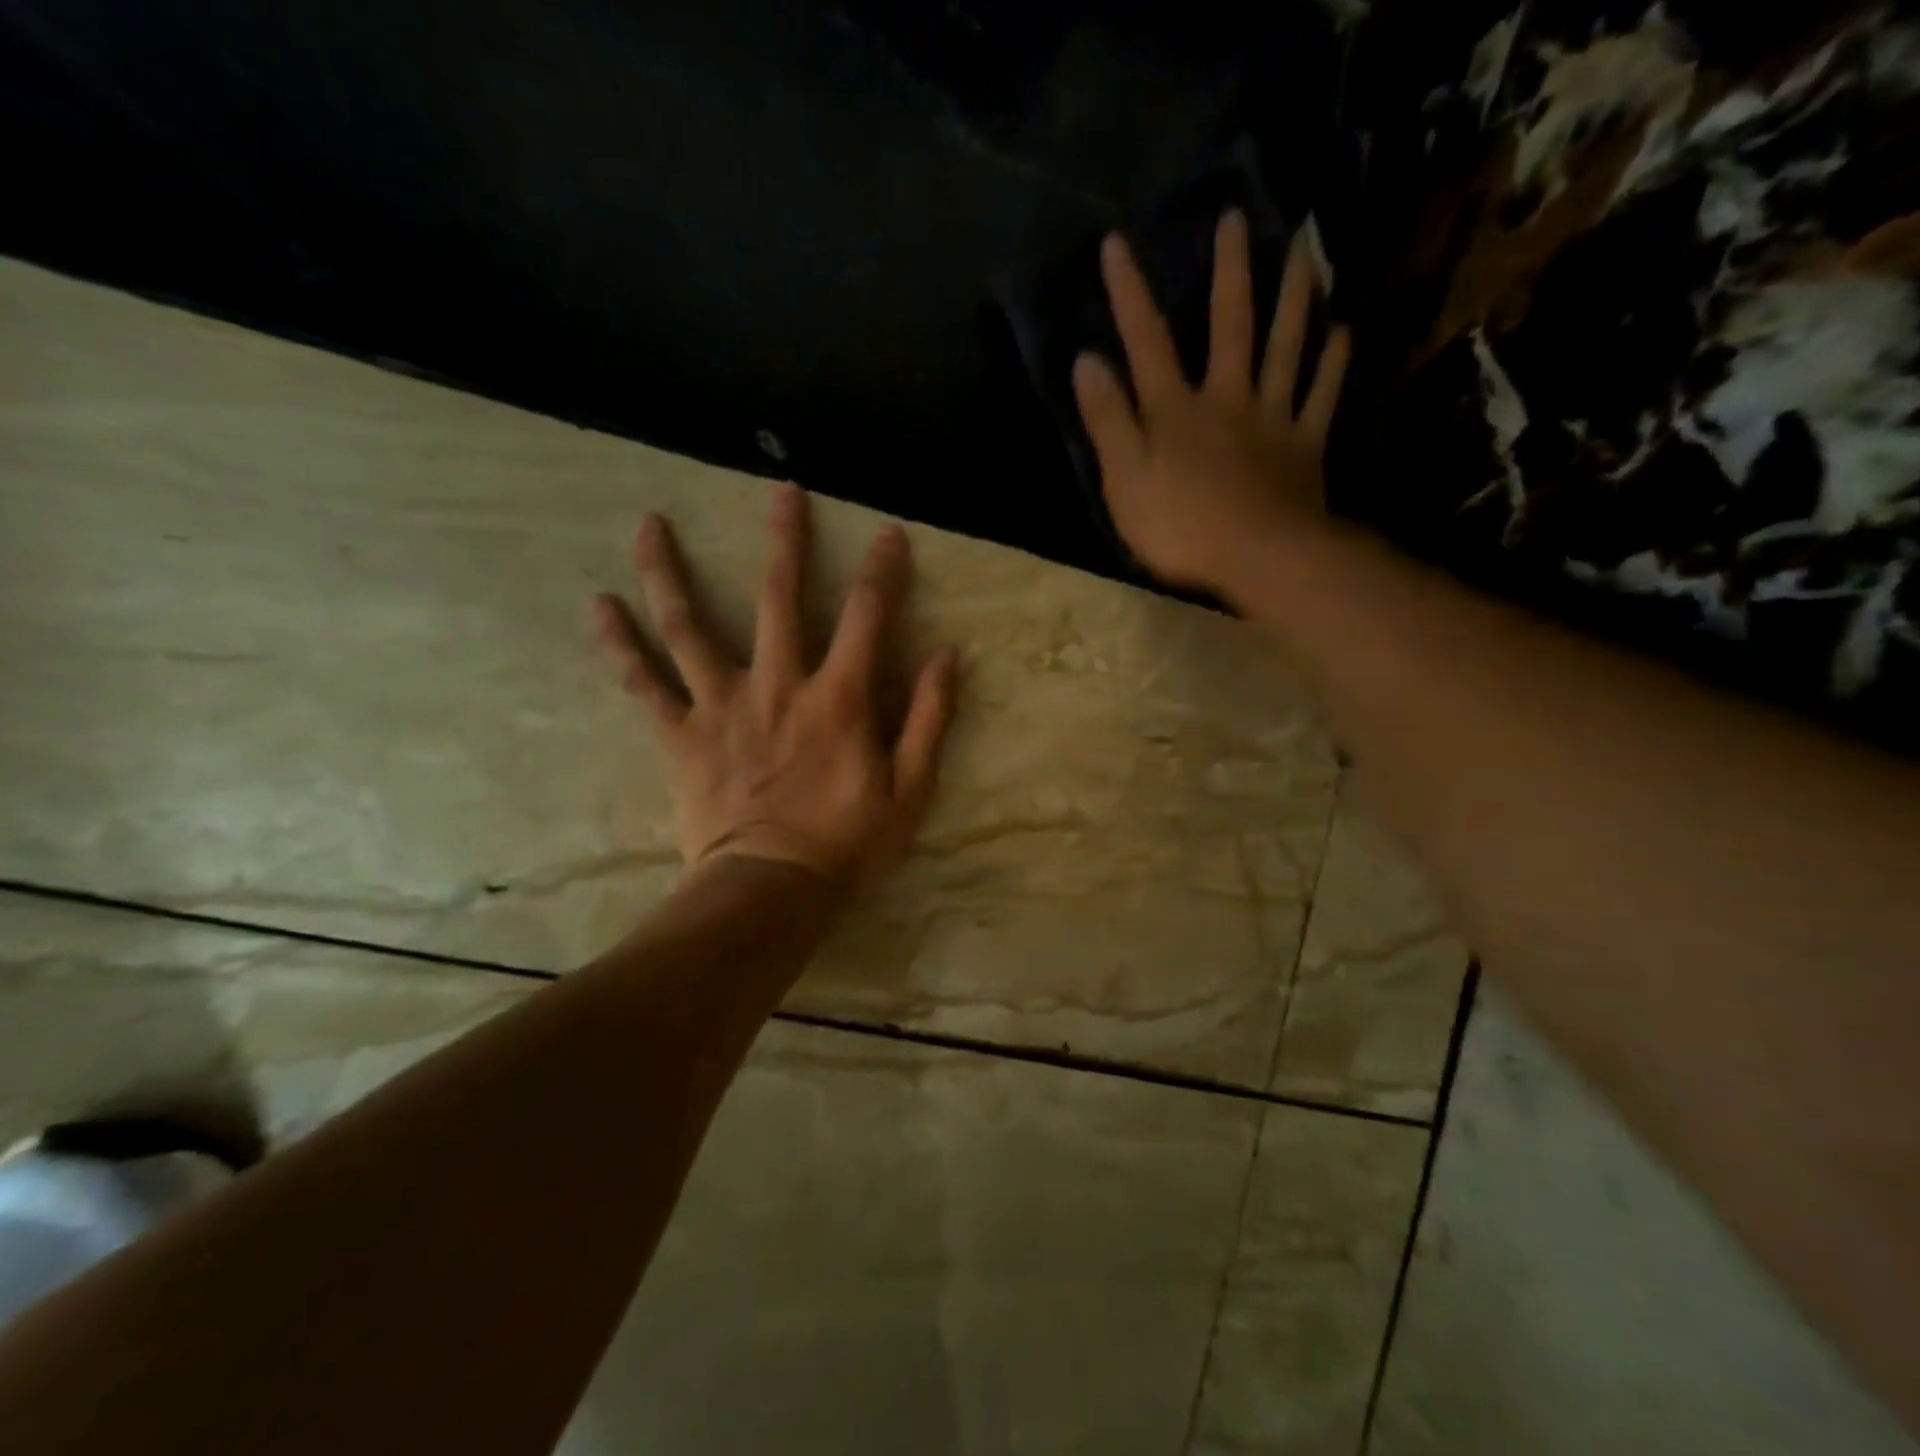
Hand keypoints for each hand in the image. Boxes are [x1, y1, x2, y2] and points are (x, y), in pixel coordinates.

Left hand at [592, 485, 957, 887]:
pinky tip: (596, 607)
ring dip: (670, 571)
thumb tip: (945, 656)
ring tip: (648, 523)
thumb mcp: (911, 789)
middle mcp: (777, 685)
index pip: (866, 616)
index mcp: (837, 698)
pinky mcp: (681, 735)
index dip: (882, 570)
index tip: (889, 534)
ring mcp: (722, 706)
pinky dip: (619, 646)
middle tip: (782, 491)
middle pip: (777, 597)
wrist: (771, 890)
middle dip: (785, 540)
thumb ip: (928, 719)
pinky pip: (643, 684)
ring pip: (689, 626)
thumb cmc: (848, 843)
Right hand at [1071, 210, 1350, 600]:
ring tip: (1305, 251)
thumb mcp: (1124, 480)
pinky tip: (1343, 332)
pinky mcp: (1305, 447)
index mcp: (1176, 409)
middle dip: (1228, 272)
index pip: (1147, 341)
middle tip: (1235, 218)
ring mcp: (1272, 420)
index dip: (1129, 293)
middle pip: (1229, 326)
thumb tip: (1087, 360)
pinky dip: (1334, 364)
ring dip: (1294, 297)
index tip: (1117, 242)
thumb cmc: (1181, 527)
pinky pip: (1322, 397)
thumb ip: (1107, 421)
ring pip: (1286, 348)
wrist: (1258, 559)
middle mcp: (1227, 398)